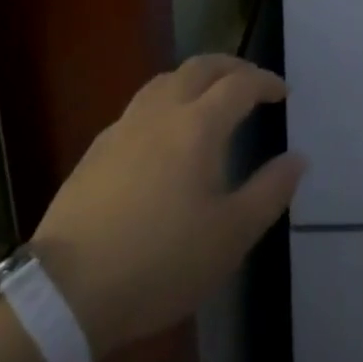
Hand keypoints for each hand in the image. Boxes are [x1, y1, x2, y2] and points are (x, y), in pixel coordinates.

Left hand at [31, 55, 304, 353]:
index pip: (241, 84)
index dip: (266, 82)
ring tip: (210, 97)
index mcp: (198, 125)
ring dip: (195, 78)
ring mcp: (124, 127)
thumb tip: (298, 158)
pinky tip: (163, 133)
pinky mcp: (96, 151)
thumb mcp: (230, 236)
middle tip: (251, 82)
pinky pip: (140, 106)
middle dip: (232, 67)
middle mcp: (162, 112)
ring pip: (165, 80)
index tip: (283, 92)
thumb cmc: (159, 262)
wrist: (64, 294)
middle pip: (201, 67)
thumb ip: (270, 192)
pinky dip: (165, 102)